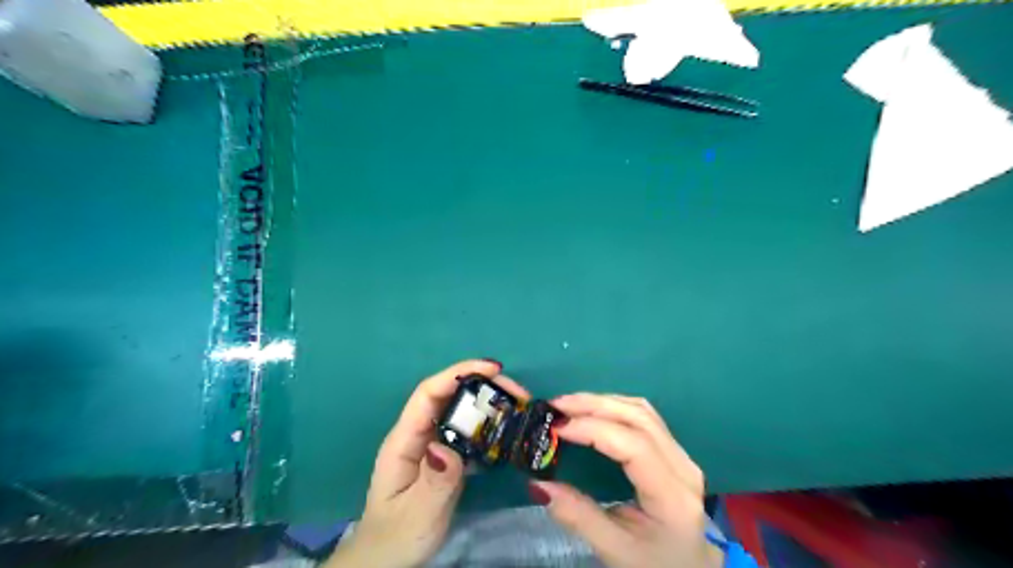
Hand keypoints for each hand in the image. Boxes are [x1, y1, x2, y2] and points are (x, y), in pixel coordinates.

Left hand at [329, 360, 531, 567]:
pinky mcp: (446, 458)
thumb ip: (435, 481)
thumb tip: (447, 446)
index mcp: (404, 440)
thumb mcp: (417, 513)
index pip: (429, 393)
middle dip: (483, 386)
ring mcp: (433, 445)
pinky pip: (469, 434)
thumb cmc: (396, 536)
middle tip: (519, 394)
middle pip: (449, 396)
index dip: (459, 374)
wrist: (387, 558)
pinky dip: (490, 428)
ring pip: (462, 413)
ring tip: (520, 409)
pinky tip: (509, 433)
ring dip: (490, 406)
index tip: (494, 369)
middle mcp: (419, 435)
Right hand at [531, 393, 727, 566]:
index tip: (557, 428)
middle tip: (556, 406)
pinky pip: (644, 416)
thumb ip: (579, 517)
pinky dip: (614, 406)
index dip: (594, 429)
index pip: (634, 446)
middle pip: (639, 417)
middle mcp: (683, 466)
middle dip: (594, 405)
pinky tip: (592, 410)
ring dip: (603, 401)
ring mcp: (681, 455)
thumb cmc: (655, 565)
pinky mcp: (673, 450)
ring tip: (568, 405)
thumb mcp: (616, 551)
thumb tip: (540, 485)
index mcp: (673, 496)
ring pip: (642, 410)